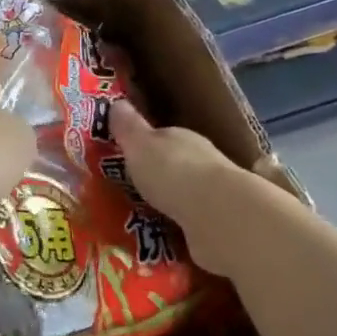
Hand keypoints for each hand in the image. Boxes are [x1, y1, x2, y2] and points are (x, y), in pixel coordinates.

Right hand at [109, 99, 268, 277]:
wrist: (218, 213)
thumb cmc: (172, 171)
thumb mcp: (139, 144)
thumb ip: (128, 127)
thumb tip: (116, 103)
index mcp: (181, 137)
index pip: (162, 136)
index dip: (144, 144)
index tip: (128, 155)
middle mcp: (202, 160)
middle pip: (176, 163)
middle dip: (159, 173)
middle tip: (134, 186)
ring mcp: (214, 192)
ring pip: (188, 191)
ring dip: (173, 199)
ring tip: (148, 212)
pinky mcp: (220, 221)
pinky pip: (194, 218)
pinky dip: (183, 222)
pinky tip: (168, 231)